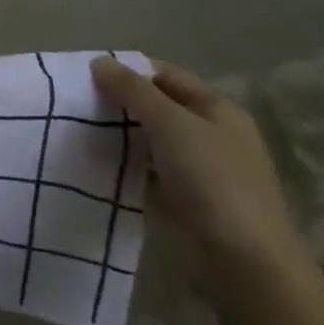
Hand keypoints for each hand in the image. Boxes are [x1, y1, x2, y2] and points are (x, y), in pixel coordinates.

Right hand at [90, 58, 308, 279]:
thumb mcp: (169, 124)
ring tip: (80, 132)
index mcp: (217, 109)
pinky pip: (150, 171)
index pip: (165, 75)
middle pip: (157, 107)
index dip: (128, 70)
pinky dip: (127, 165)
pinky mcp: (188, 199)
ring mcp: (202, 169)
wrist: (246, 263)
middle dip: (119, 103)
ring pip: (151, 140)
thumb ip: (133, 90)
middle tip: (77, 104)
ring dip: (120, 135)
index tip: (86, 75)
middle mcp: (212, 134)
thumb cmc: (212, 180)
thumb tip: (100, 60)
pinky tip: (99, 165)